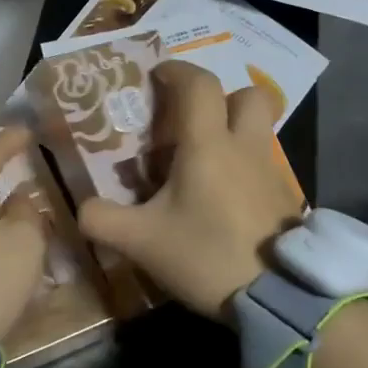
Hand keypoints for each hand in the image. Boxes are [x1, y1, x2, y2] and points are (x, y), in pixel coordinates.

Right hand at [77, 61, 303, 317]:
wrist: (278, 297)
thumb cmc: (206, 255)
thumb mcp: (141, 241)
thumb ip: (102, 220)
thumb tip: (83, 208)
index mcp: (208, 145)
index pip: (199, 84)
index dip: (177, 71)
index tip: (157, 77)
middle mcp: (245, 147)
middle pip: (247, 94)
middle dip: (220, 97)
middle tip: (191, 120)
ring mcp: (272, 171)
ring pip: (259, 128)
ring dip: (234, 130)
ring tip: (205, 158)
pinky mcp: (285, 197)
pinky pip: (264, 163)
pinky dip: (244, 165)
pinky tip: (224, 197)